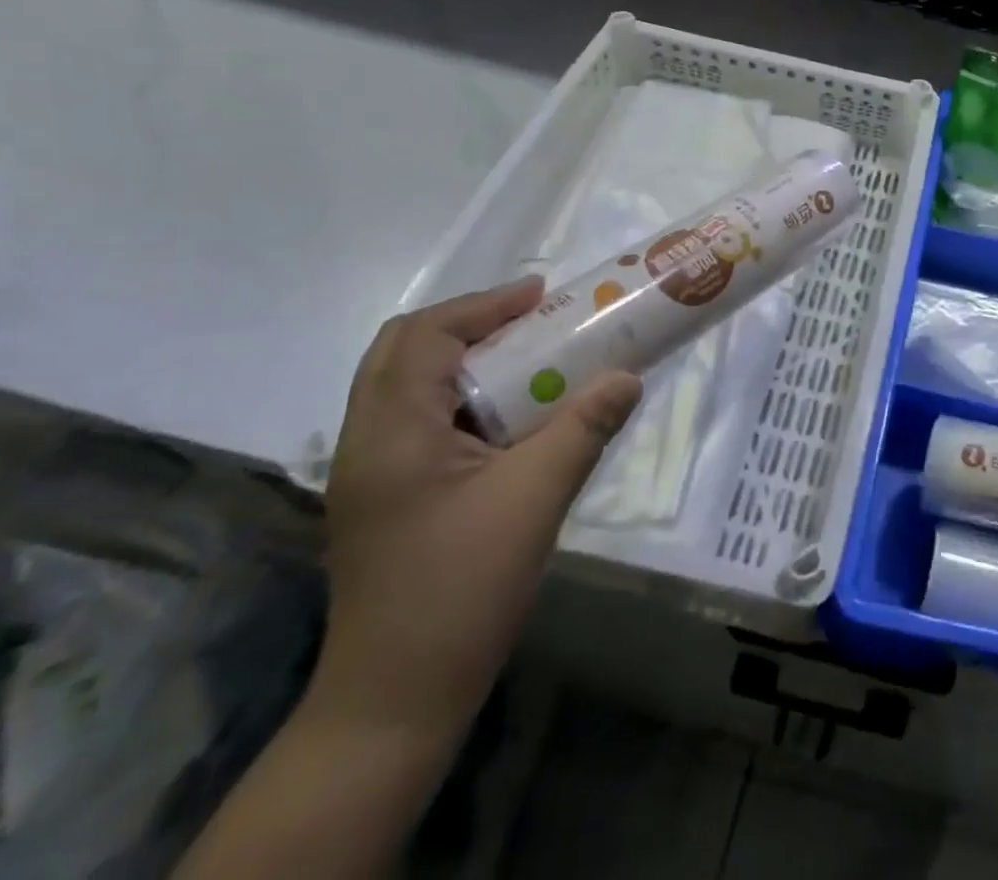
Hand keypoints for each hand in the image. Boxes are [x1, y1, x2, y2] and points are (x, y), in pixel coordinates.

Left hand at [315, 277, 641, 744]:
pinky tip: (514, 417)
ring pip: (411, 386)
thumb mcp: (534, 499)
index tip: (543, 295)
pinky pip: (424, 420)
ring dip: (469, 359)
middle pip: (405, 351)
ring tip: (533, 357)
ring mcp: (374, 472)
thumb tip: (628, 375)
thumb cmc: (461, 591)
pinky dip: (467, 397)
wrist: (397, 701)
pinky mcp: (390, 496)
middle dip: (472, 324)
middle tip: (535, 319)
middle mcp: (368, 441)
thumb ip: (583, 428)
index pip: (423, 337)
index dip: (484, 306)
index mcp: (391, 432)